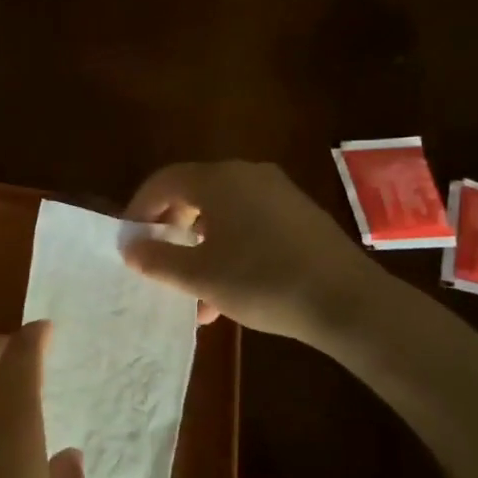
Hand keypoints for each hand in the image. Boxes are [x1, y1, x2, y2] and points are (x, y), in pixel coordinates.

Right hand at [120, 159, 383, 345]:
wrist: (348, 301)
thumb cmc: (262, 281)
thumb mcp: (199, 276)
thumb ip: (157, 259)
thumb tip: (130, 247)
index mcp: (219, 180)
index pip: (164, 180)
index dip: (139, 208)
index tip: (129, 240)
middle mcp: (248, 176)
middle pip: (193, 194)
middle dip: (170, 229)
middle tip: (157, 260)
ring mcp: (279, 194)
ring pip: (222, 214)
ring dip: (199, 247)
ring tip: (192, 292)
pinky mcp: (300, 216)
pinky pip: (249, 224)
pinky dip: (229, 249)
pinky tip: (229, 291)